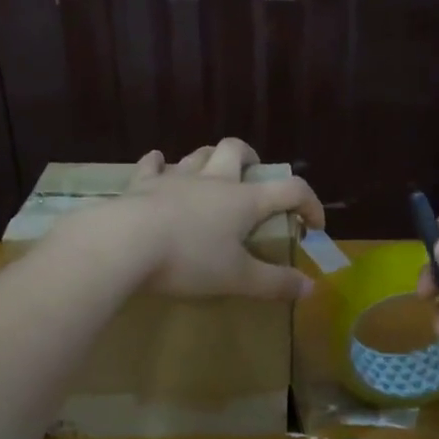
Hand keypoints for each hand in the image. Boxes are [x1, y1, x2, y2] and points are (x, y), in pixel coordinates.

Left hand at [95, 138, 324, 299]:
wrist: (124, 243)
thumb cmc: (188, 260)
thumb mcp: (237, 278)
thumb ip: (275, 283)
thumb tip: (311, 288)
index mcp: (244, 200)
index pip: (290, 189)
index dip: (309, 203)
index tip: (314, 226)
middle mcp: (213, 180)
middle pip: (236, 150)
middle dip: (250, 157)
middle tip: (254, 175)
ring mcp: (175, 178)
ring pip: (198, 154)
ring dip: (210, 158)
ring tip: (213, 173)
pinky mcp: (141, 184)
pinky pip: (152, 165)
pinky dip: (158, 163)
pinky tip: (157, 164)